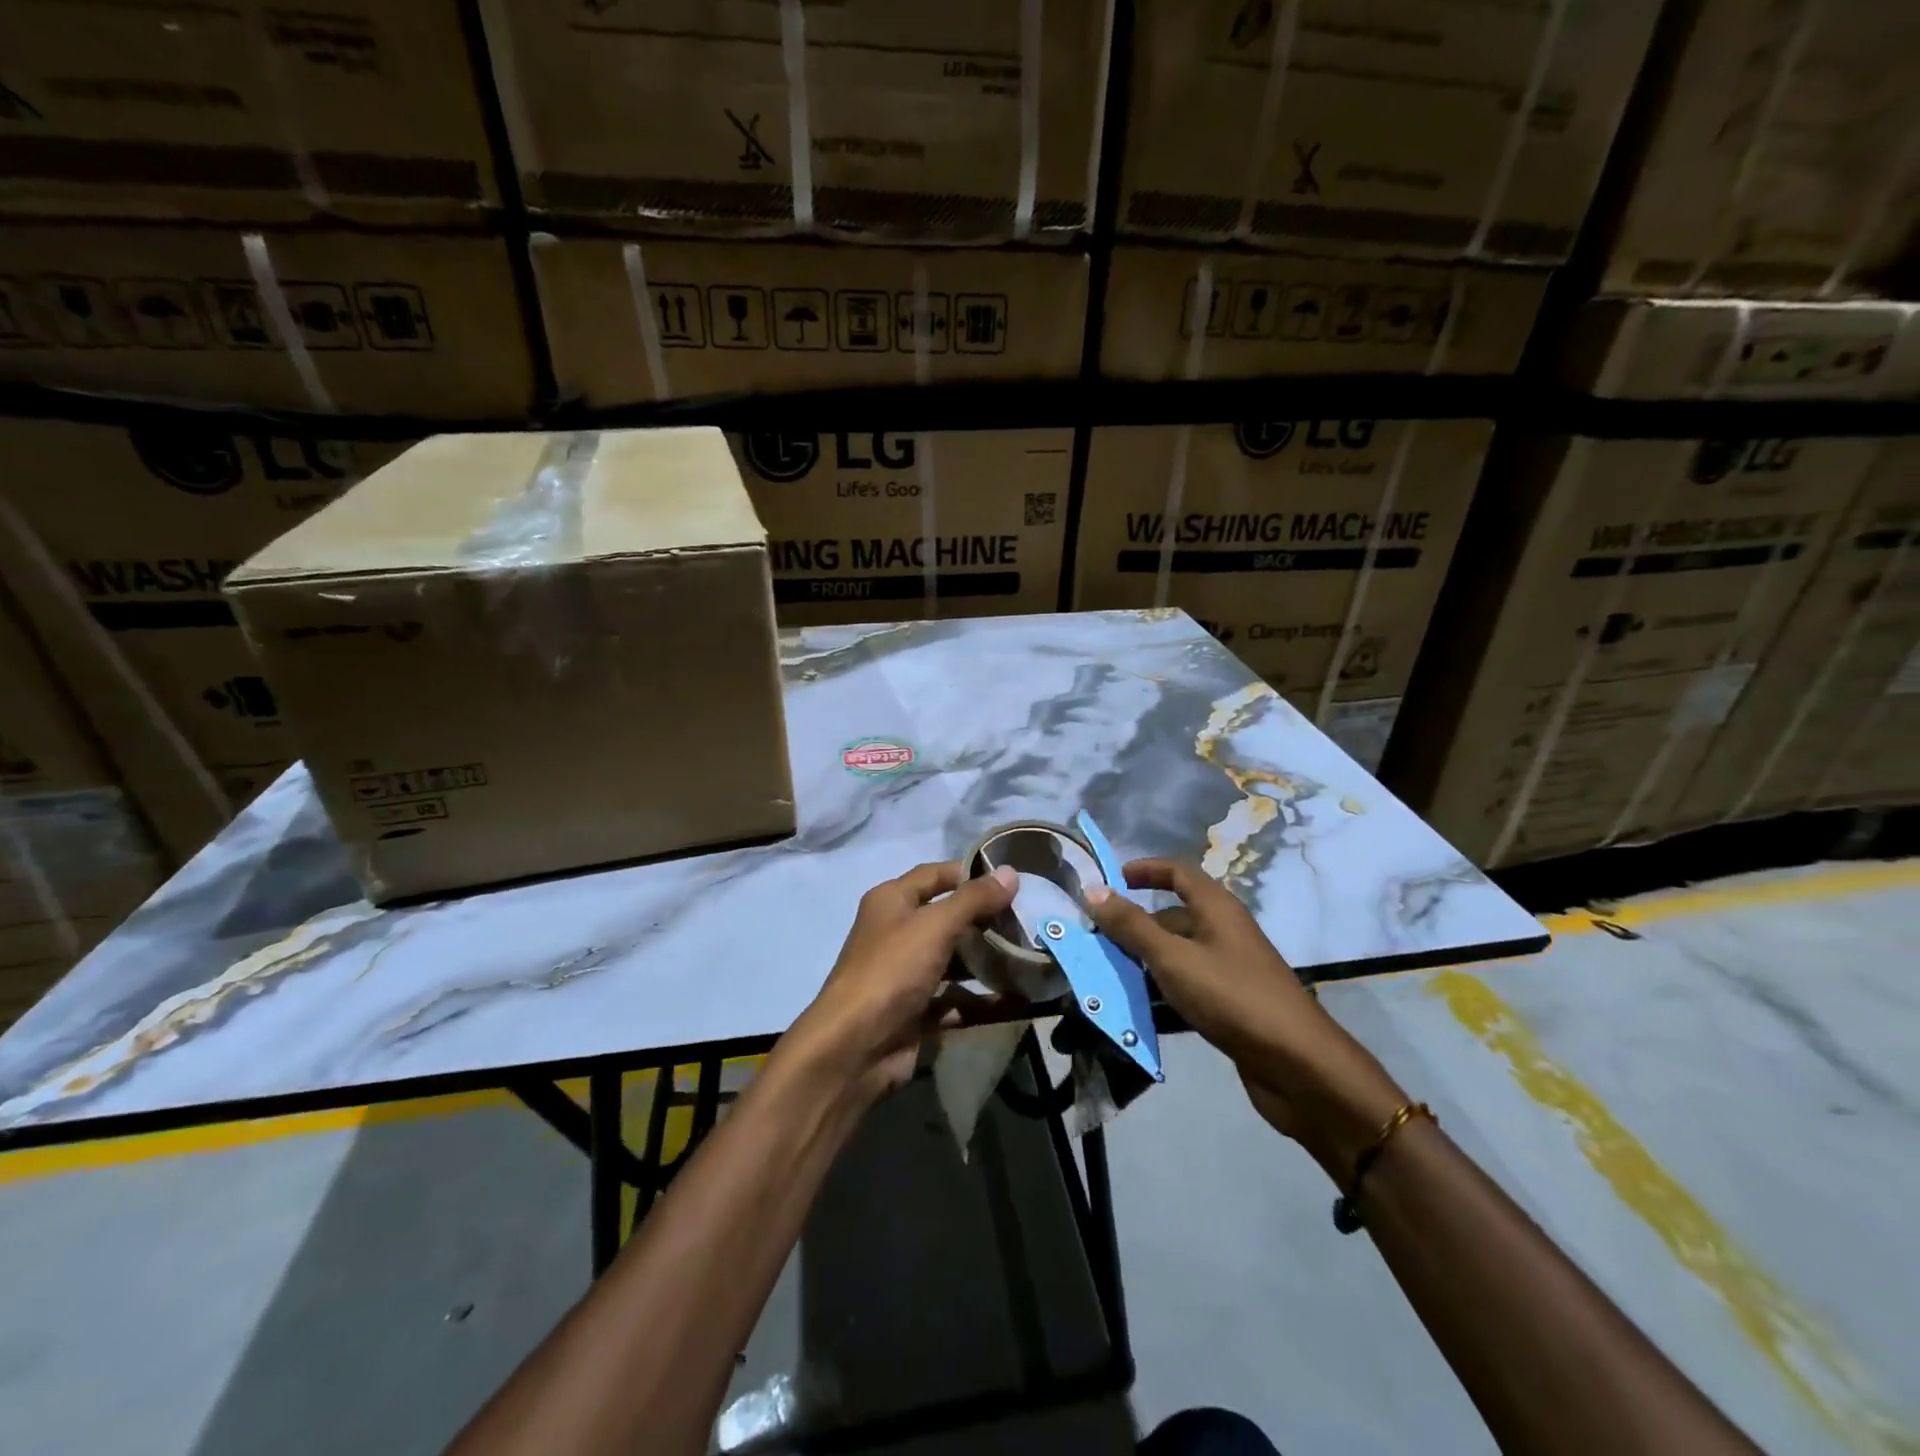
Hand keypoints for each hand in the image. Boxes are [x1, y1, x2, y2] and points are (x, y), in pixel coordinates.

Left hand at [783, 862, 1017, 1106]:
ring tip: (1028, 959)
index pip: (934, 875)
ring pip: (953, 960)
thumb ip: (974, 899)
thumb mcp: (935, 926)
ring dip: (985, 961)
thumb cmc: (892, 971)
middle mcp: (896, 932)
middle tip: (1026, 922)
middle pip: (946, 918)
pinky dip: (980, 1001)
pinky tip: (1015, 1000)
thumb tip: (1010, 872)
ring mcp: (905, 974)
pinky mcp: (915, 1011)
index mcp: (891, 901)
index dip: (969, 873)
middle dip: (984, 920)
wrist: (854, 1048)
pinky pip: (954, 1000)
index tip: (1010, 881)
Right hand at [1085, 859, 1406, 1178]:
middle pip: (1173, 918)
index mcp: (1216, 909)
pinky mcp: (1232, 1006)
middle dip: (1134, 927)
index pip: (1178, 872)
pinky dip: (1161, 996)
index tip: (1111, 881)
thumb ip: (1131, 926)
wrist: (1298, 1067)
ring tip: (1105, 980)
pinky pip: (1187, 990)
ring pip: (1177, 957)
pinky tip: (1136, 1015)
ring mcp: (1230, 971)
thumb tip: (1093, 889)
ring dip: (1143, 965)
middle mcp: (1225, 932)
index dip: (1145, 870)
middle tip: (1095, 943)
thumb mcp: (1173, 958)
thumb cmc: (1232, 997)